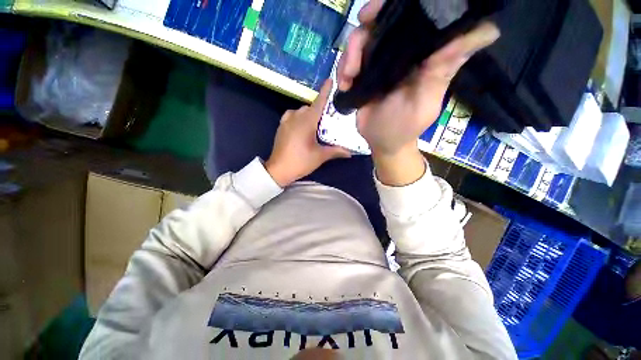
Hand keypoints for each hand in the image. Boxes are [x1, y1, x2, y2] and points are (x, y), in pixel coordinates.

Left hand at [265, 80, 350, 186]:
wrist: (278, 170)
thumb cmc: (300, 162)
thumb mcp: (320, 156)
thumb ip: (335, 151)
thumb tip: (350, 152)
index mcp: (306, 122)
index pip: (318, 103)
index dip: (325, 91)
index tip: (331, 80)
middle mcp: (295, 117)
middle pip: (311, 107)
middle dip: (320, 110)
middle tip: (329, 118)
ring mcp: (286, 120)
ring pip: (301, 110)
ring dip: (309, 114)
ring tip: (316, 124)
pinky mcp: (281, 126)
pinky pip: (292, 115)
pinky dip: (299, 117)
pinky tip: (303, 126)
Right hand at [337, 0, 499, 184]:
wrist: (382, 142)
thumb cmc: (404, 127)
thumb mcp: (425, 100)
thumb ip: (443, 69)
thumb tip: (488, 30)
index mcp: (420, 55)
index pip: (413, 17)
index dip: (396, 7)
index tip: (376, 12)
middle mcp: (400, 53)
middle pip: (381, 24)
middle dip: (364, 30)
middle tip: (356, 46)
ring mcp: (379, 64)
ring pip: (360, 41)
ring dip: (349, 56)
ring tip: (348, 78)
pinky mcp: (363, 76)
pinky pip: (349, 62)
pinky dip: (343, 70)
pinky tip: (344, 85)